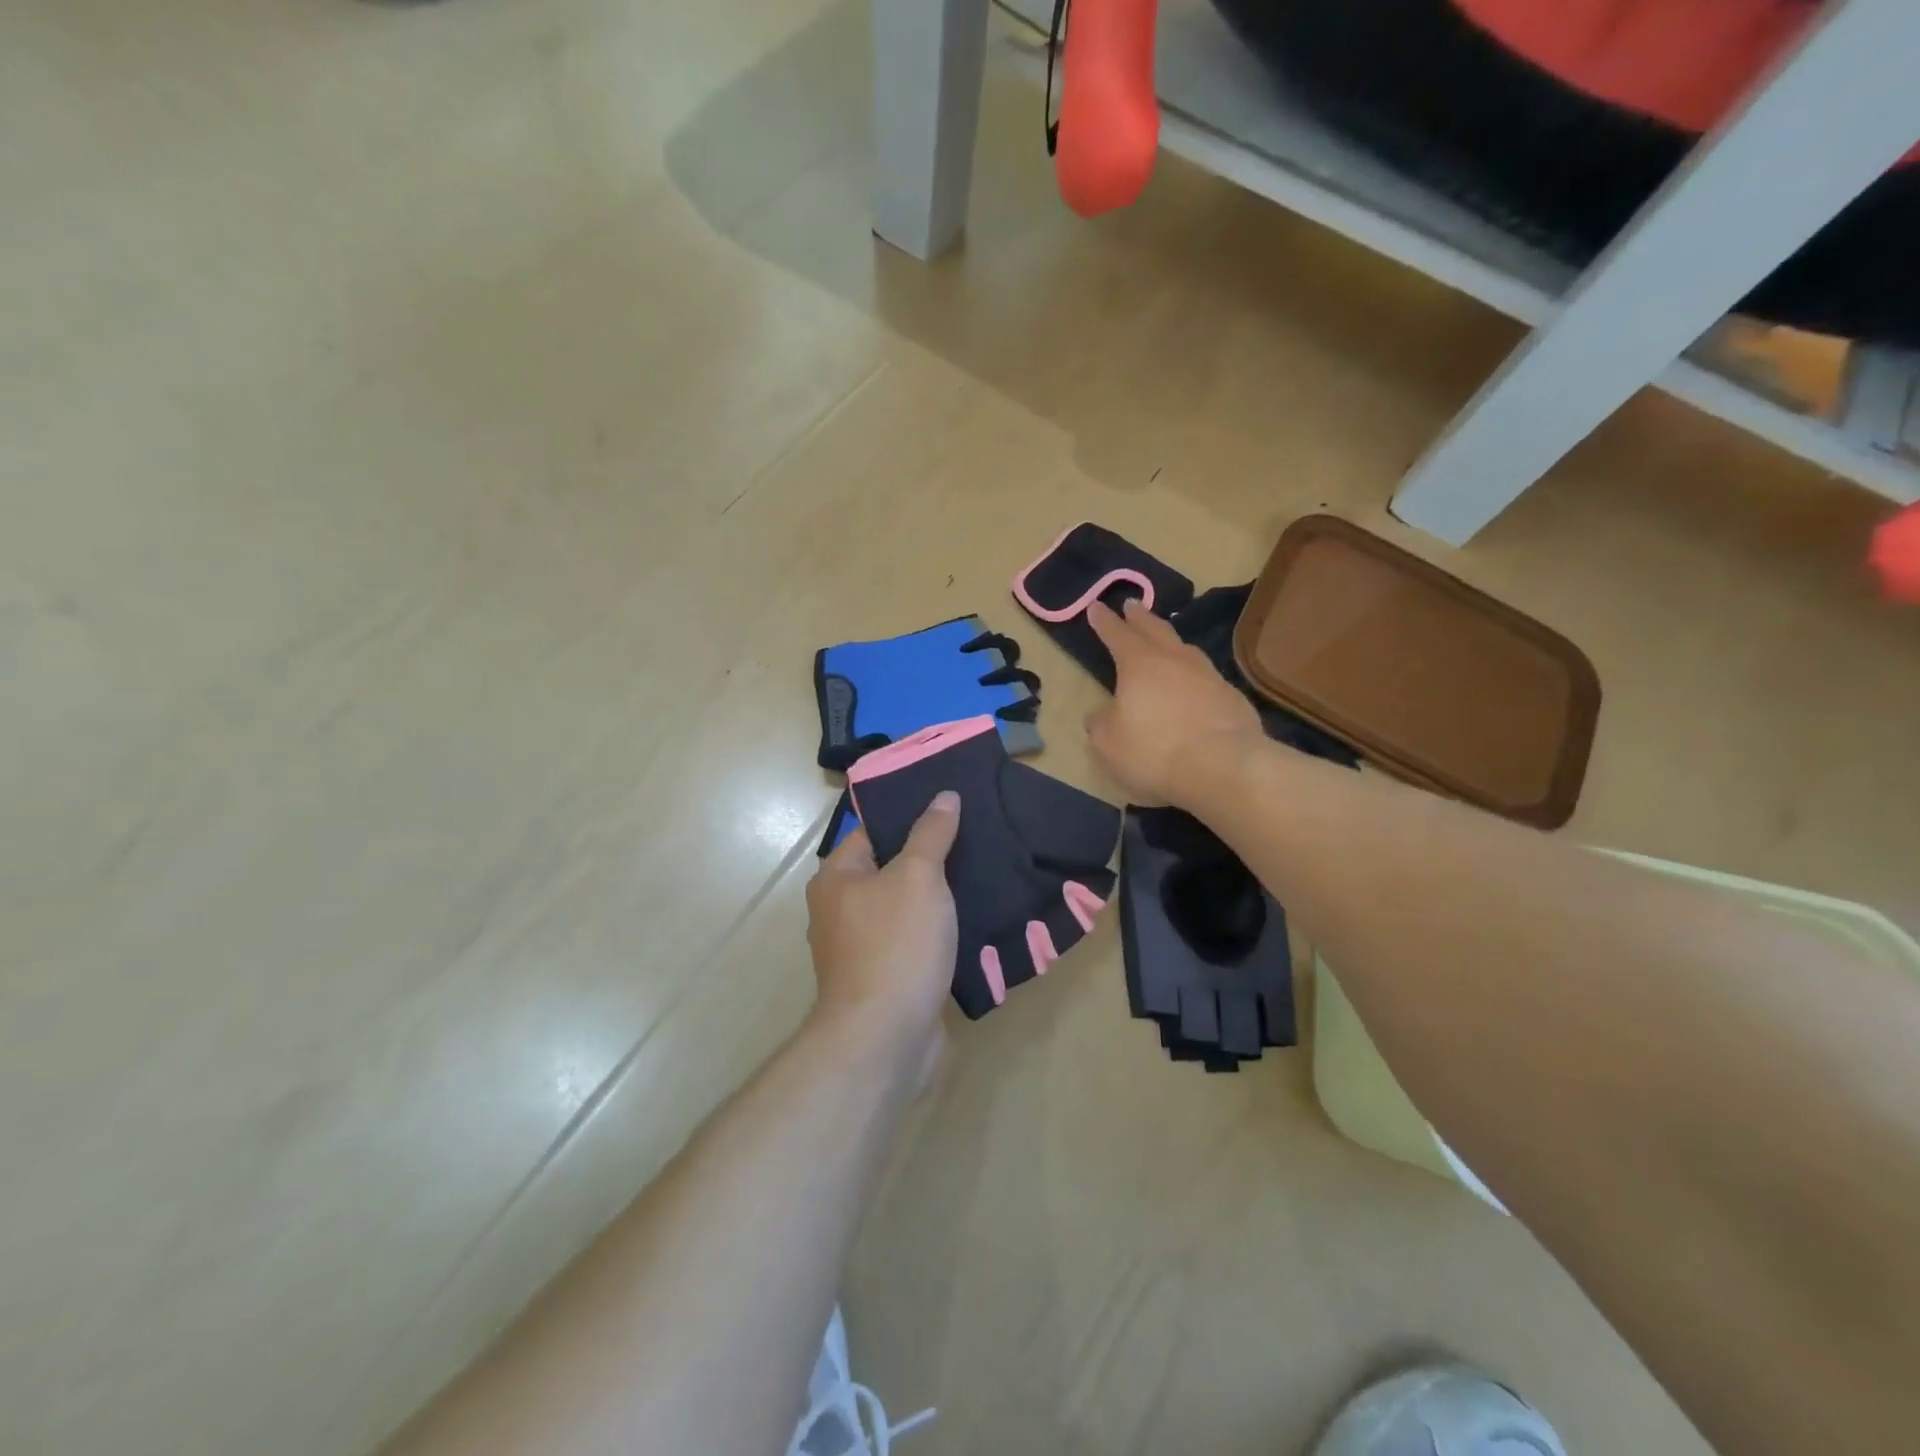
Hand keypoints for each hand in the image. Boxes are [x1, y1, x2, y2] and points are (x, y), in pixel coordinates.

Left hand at [805, 792, 960, 1086]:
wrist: (886, 1039)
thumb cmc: (895, 945)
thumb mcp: (918, 877)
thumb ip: (931, 834)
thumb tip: (943, 796)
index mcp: (836, 880)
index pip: (873, 832)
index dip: (910, 817)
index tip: (950, 807)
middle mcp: (840, 912)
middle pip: (889, 871)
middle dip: (929, 859)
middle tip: (975, 839)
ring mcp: (860, 950)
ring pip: (905, 910)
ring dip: (938, 900)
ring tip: (982, 876)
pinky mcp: (885, 980)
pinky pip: (913, 944)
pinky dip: (937, 935)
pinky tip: (973, 924)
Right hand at [1085, 598, 1261, 805]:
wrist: (1224, 766)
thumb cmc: (1155, 751)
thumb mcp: (1109, 743)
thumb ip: (1101, 724)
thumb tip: (1101, 714)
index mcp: (1139, 665)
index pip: (1117, 635)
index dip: (1105, 622)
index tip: (1096, 607)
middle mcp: (1175, 660)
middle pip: (1155, 630)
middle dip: (1140, 617)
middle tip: (1132, 604)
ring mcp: (1208, 676)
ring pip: (1185, 648)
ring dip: (1170, 640)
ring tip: (1164, 638)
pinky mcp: (1232, 697)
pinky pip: (1206, 675)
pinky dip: (1193, 672)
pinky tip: (1194, 682)